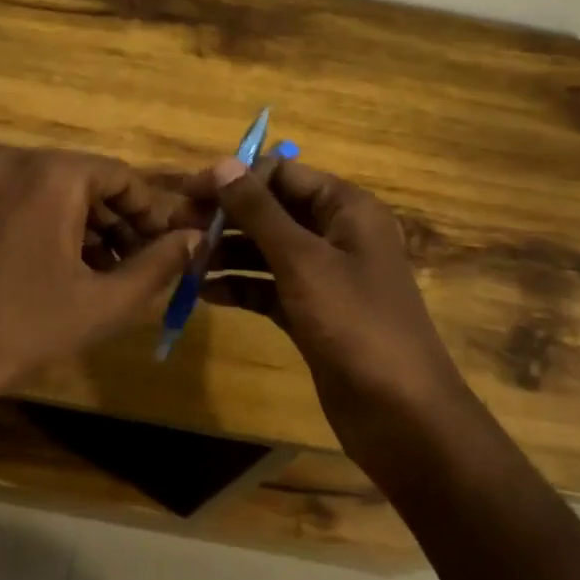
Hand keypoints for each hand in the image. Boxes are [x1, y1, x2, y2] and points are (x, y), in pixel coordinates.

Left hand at [0, 145, 200, 455]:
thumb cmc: (21, 328)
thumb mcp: (102, 302)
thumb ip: (158, 265)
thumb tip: (196, 238)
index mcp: (50, 172)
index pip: (120, 176)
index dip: (150, 212)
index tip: (169, 246)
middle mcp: (12, 157)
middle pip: (83, 179)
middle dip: (116, 220)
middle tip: (138, 262)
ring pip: (49, 188)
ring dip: (82, 223)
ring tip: (103, 270)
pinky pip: (17, 196)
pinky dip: (45, 221)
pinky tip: (58, 264)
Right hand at [193, 157, 467, 452]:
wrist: (402, 416)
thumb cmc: (355, 324)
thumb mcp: (302, 260)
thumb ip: (259, 211)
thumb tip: (223, 164)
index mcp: (346, 208)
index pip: (283, 173)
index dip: (236, 178)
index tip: (189, 191)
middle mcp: (337, 234)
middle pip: (272, 210)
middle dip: (226, 216)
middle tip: (177, 226)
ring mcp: (325, 276)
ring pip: (266, 250)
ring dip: (227, 252)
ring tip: (185, 261)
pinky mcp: (313, 313)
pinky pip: (269, 287)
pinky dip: (240, 287)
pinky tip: (205, 294)